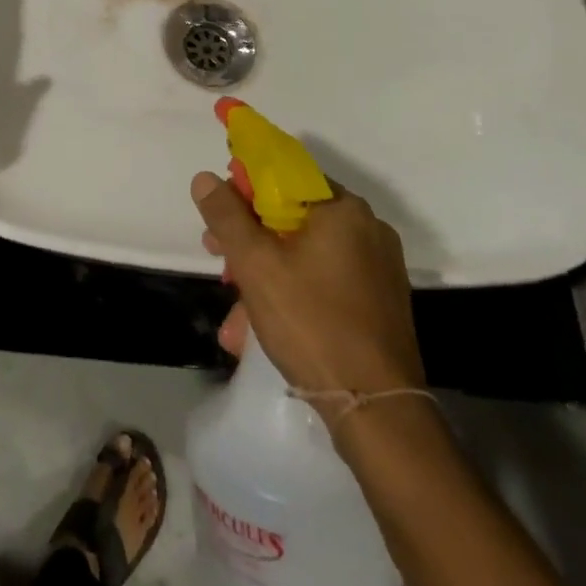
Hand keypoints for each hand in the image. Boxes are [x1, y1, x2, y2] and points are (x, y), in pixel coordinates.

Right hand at [192, 171, 423, 400]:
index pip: (285, 173)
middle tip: (217, 256)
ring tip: (235, 312)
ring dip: (265, 272)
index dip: (245, 184)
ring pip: (306, 253)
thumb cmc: (312, 323)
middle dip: (249, 235)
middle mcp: (368, 229)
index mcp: (343, 209)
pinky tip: (261, 326)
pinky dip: (293, 292)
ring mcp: (378, 268)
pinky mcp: (380, 303)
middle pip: (293, 215)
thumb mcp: (255, 264)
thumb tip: (205, 178)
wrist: (377, 412)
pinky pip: (325, 281)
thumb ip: (226, 215)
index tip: (219, 206)